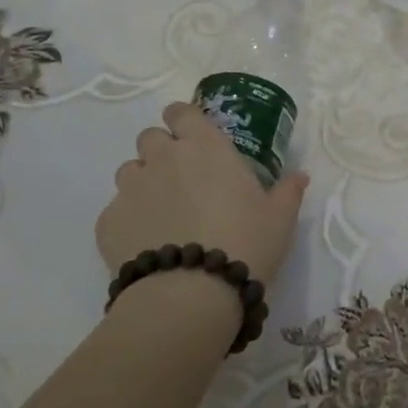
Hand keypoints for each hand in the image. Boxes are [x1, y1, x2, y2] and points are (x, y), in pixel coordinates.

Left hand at [95, 102, 309, 284]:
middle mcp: (164, 158)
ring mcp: (131, 188)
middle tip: (183, 180)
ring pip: (130, 171)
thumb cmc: (245, 244)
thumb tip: (299, 176)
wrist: (189, 295)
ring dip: (144, 183)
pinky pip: (116, 210)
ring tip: (163, 214)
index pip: (181, 112)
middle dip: (163, 151)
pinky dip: (129, 220)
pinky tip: (147, 244)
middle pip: (151, 137)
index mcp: (205, 147)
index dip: (183, 120)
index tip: (193, 137)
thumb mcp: (280, 219)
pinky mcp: (108, 221)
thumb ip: (288, 191)